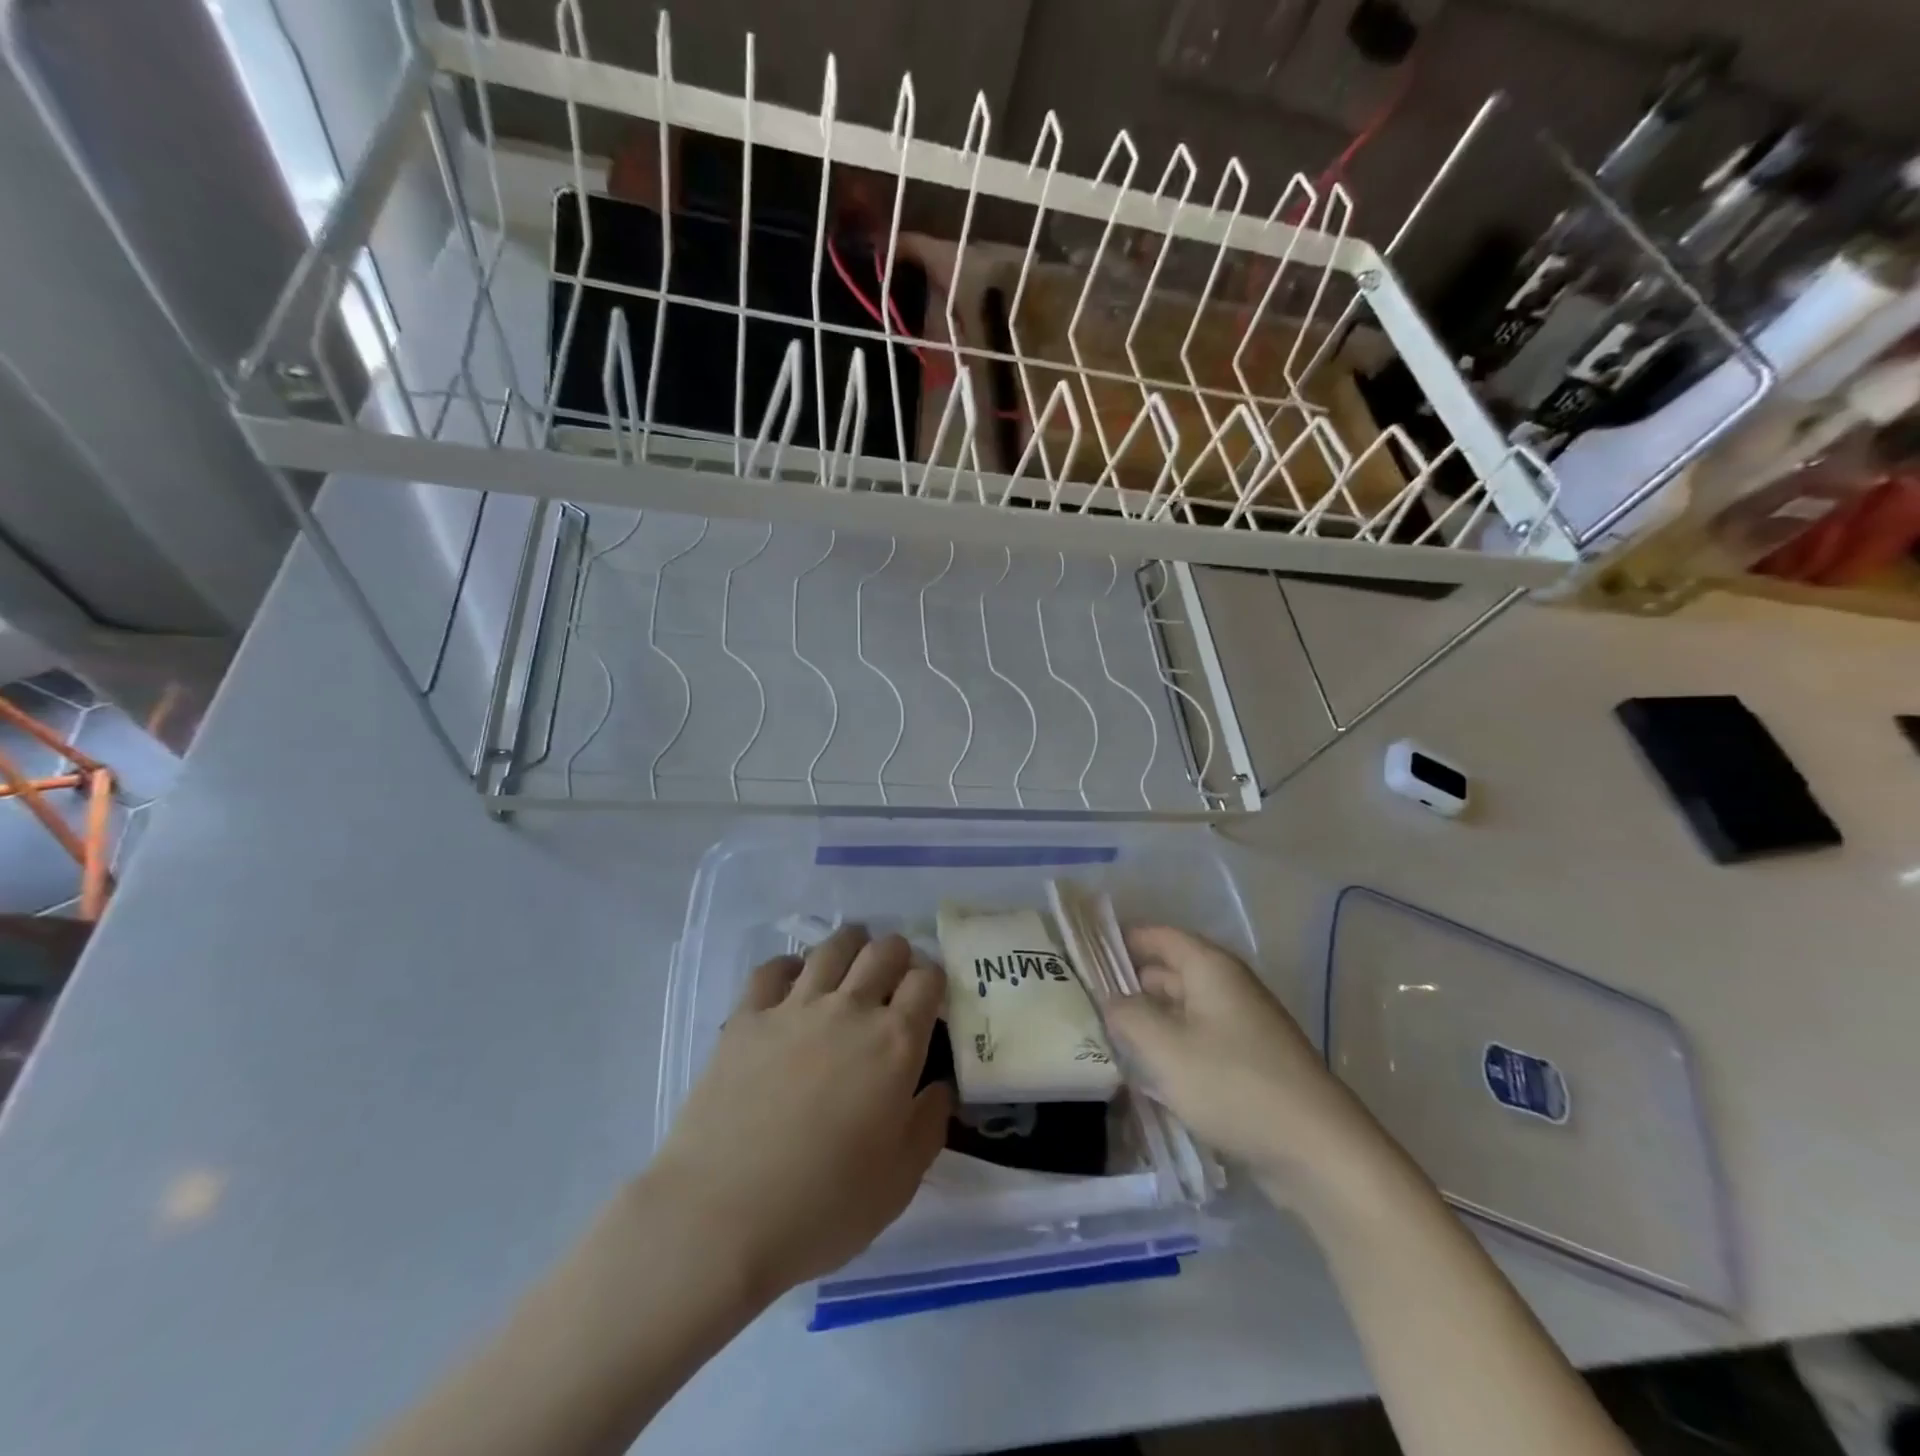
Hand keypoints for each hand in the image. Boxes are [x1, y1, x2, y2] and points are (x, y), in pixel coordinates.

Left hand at [648, 927, 950, 1298]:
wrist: (721, 1216)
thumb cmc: (823, 1206)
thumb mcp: (900, 1181)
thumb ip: (929, 1124)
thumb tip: (939, 1087)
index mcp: (895, 1043)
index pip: (928, 980)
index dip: (934, 980)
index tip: (930, 997)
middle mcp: (850, 1010)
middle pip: (884, 951)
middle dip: (898, 954)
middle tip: (894, 978)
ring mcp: (795, 1007)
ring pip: (832, 947)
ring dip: (851, 946)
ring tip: (851, 960)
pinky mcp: (748, 1017)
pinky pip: (773, 968)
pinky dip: (791, 966)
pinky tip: (793, 982)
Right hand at [1102, 927, 1388, 1198]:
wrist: (1320, 1154)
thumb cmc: (1235, 1086)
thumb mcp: (1165, 1048)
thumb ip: (1127, 1015)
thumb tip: (1109, 999)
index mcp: (1210, 967)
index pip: (1155, 936)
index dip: (1117, 942)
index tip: (1078, 959)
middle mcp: (1227, 987)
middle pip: (1167, 971)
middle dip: (1127, 986)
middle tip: (1081, 1005)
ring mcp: (1241, 1026)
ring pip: (1180, 1010)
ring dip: (1147, 1022)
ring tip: (1103, 1040)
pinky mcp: (1249, 1063)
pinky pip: (1198, 1042)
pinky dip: (1171, 1050)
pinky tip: (1145, 1075)